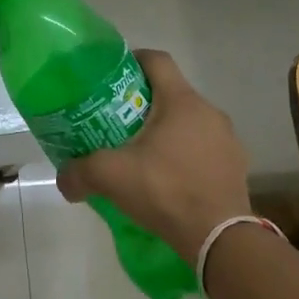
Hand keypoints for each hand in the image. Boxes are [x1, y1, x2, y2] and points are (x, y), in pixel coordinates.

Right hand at [56, 49, 253, 260]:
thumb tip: (63, 179)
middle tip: (116, 121)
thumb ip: (79, 172)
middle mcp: (209, 112)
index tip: (111, 77)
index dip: (132, 60)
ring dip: (165, 130)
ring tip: (140, 153)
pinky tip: (166, 179)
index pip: (157, 60)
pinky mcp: (235, 166)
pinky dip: (183, 154)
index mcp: (181, 102)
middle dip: (142, 103)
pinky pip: (203, 148)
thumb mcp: (111, 177)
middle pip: (171, 92)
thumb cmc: (165, 191)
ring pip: (189, 122)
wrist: (219, 238)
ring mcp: (227, 140)